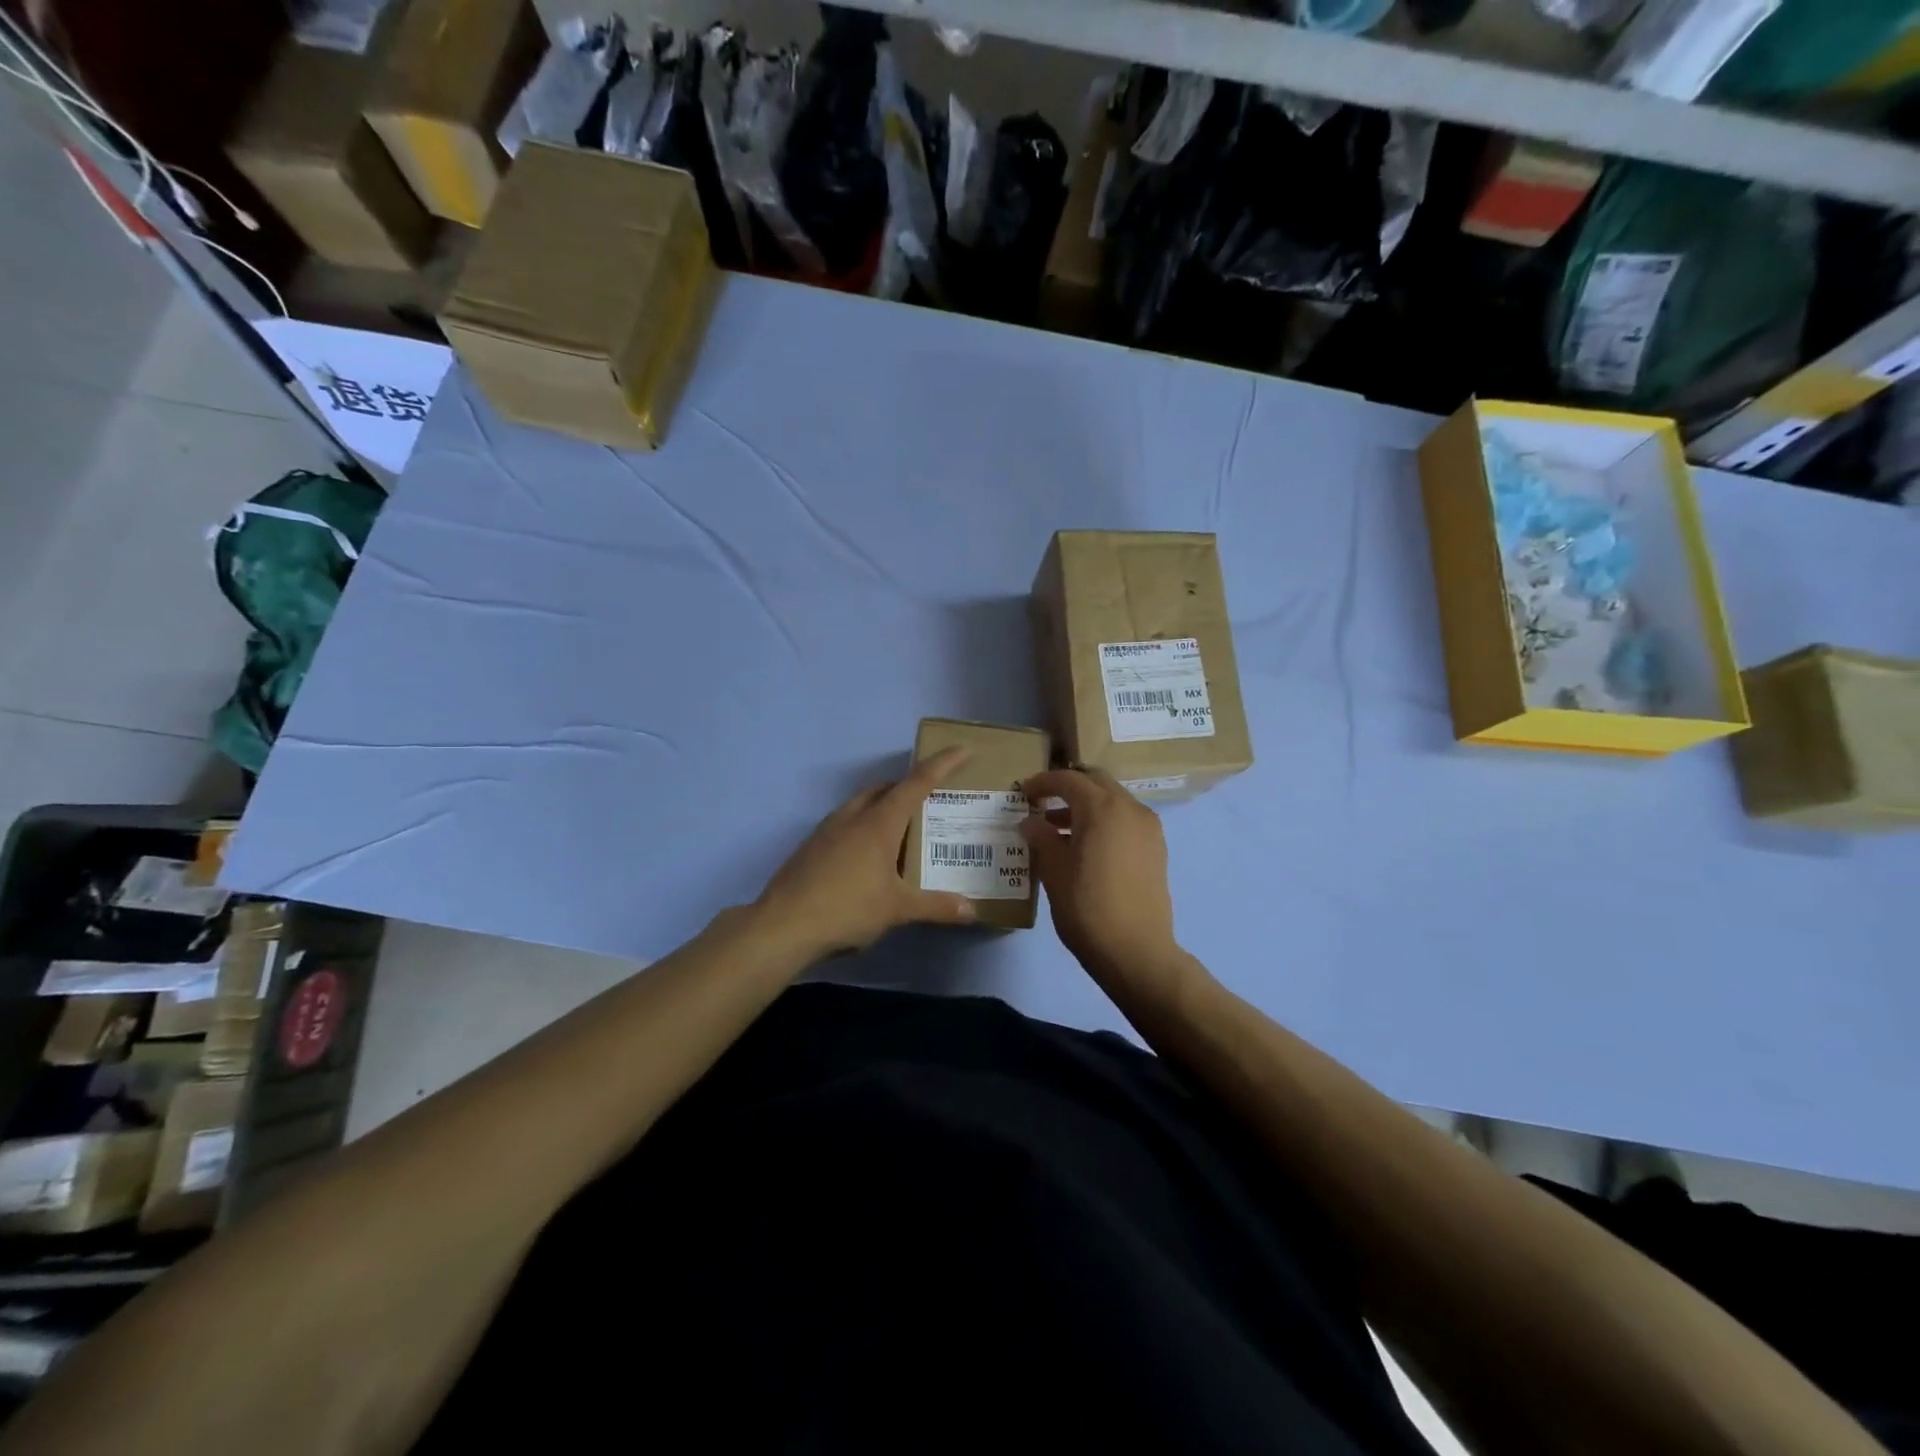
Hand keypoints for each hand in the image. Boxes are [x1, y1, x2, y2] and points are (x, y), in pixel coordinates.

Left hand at [754, 747, 977, 957]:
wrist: (783, 926)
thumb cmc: (847, 908)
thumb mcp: (897, 909)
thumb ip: (936, 907)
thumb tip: (971, 911)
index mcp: (879, 822)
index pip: (917, 782)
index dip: (943, 764)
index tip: (963, 750)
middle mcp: (853, 816)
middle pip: (885, 788)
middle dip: (909, 786)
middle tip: (931, 800)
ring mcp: (828, 829)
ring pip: (862, 803)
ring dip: (883, 805)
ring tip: (901, 829)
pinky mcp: (811, 846)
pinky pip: (845, 822)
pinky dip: (864, 825)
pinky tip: (868, 855)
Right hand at [1021, 767, 1181, 980]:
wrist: (1136, 951)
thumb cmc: (1087, 907)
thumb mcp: (1054, 871)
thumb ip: (1041, 838)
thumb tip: (1030, 822)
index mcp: (1102, 808)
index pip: (1068, 780)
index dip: (1042, 783)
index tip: (1023, 793)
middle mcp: (1130, 808)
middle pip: (1096, 782)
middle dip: (1068, 787)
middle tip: (1042, 803)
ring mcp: (1148, 828)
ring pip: (1113, 801)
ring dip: (1087, 806)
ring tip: (1058, 830)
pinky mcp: (1156, 848)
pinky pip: (1126, 820)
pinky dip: (1104, 821)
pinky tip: (1085, 847)